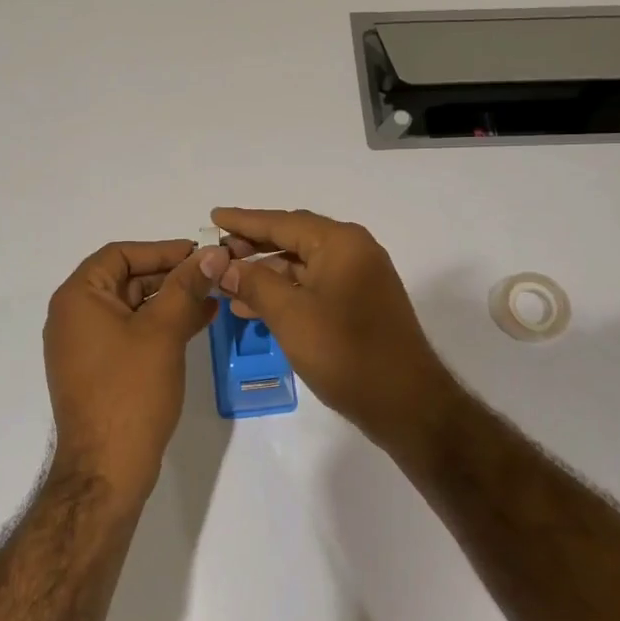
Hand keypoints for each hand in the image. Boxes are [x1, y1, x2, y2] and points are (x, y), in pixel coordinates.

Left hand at [43, 239, 228, 500]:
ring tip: (214, 297)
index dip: (162, 250)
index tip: (200, 254)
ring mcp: (85, 346)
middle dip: (171, 276)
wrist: (107, 468)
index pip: (120, 254)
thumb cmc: (131, 391)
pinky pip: (132, 334)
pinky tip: (197, 323)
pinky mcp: (100, 370)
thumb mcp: (163, 331)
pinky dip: (161, 325)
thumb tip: (213, 251)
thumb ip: (187, 286)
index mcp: (78, 298)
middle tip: (213, 275)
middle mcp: (75, 316)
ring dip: (171, 300)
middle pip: (126, 279)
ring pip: (133, 308)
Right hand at [211, 208, 463, 456]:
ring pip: (301, 265)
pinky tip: (254, 308)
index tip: (213, 216)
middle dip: (253, 245)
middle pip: (293, 238)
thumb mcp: (291, 316)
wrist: (405, 403)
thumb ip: (254, 284)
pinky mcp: (359, 304)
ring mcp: (359, 278)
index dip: (244, 221)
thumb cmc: (346, 353)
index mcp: (341, 243)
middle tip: (216, 253)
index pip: (282, 222)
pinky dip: (284, 292)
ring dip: (265, 273)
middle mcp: (353, 251)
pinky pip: (313, 286)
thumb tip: (223, 266)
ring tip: (226, 284)